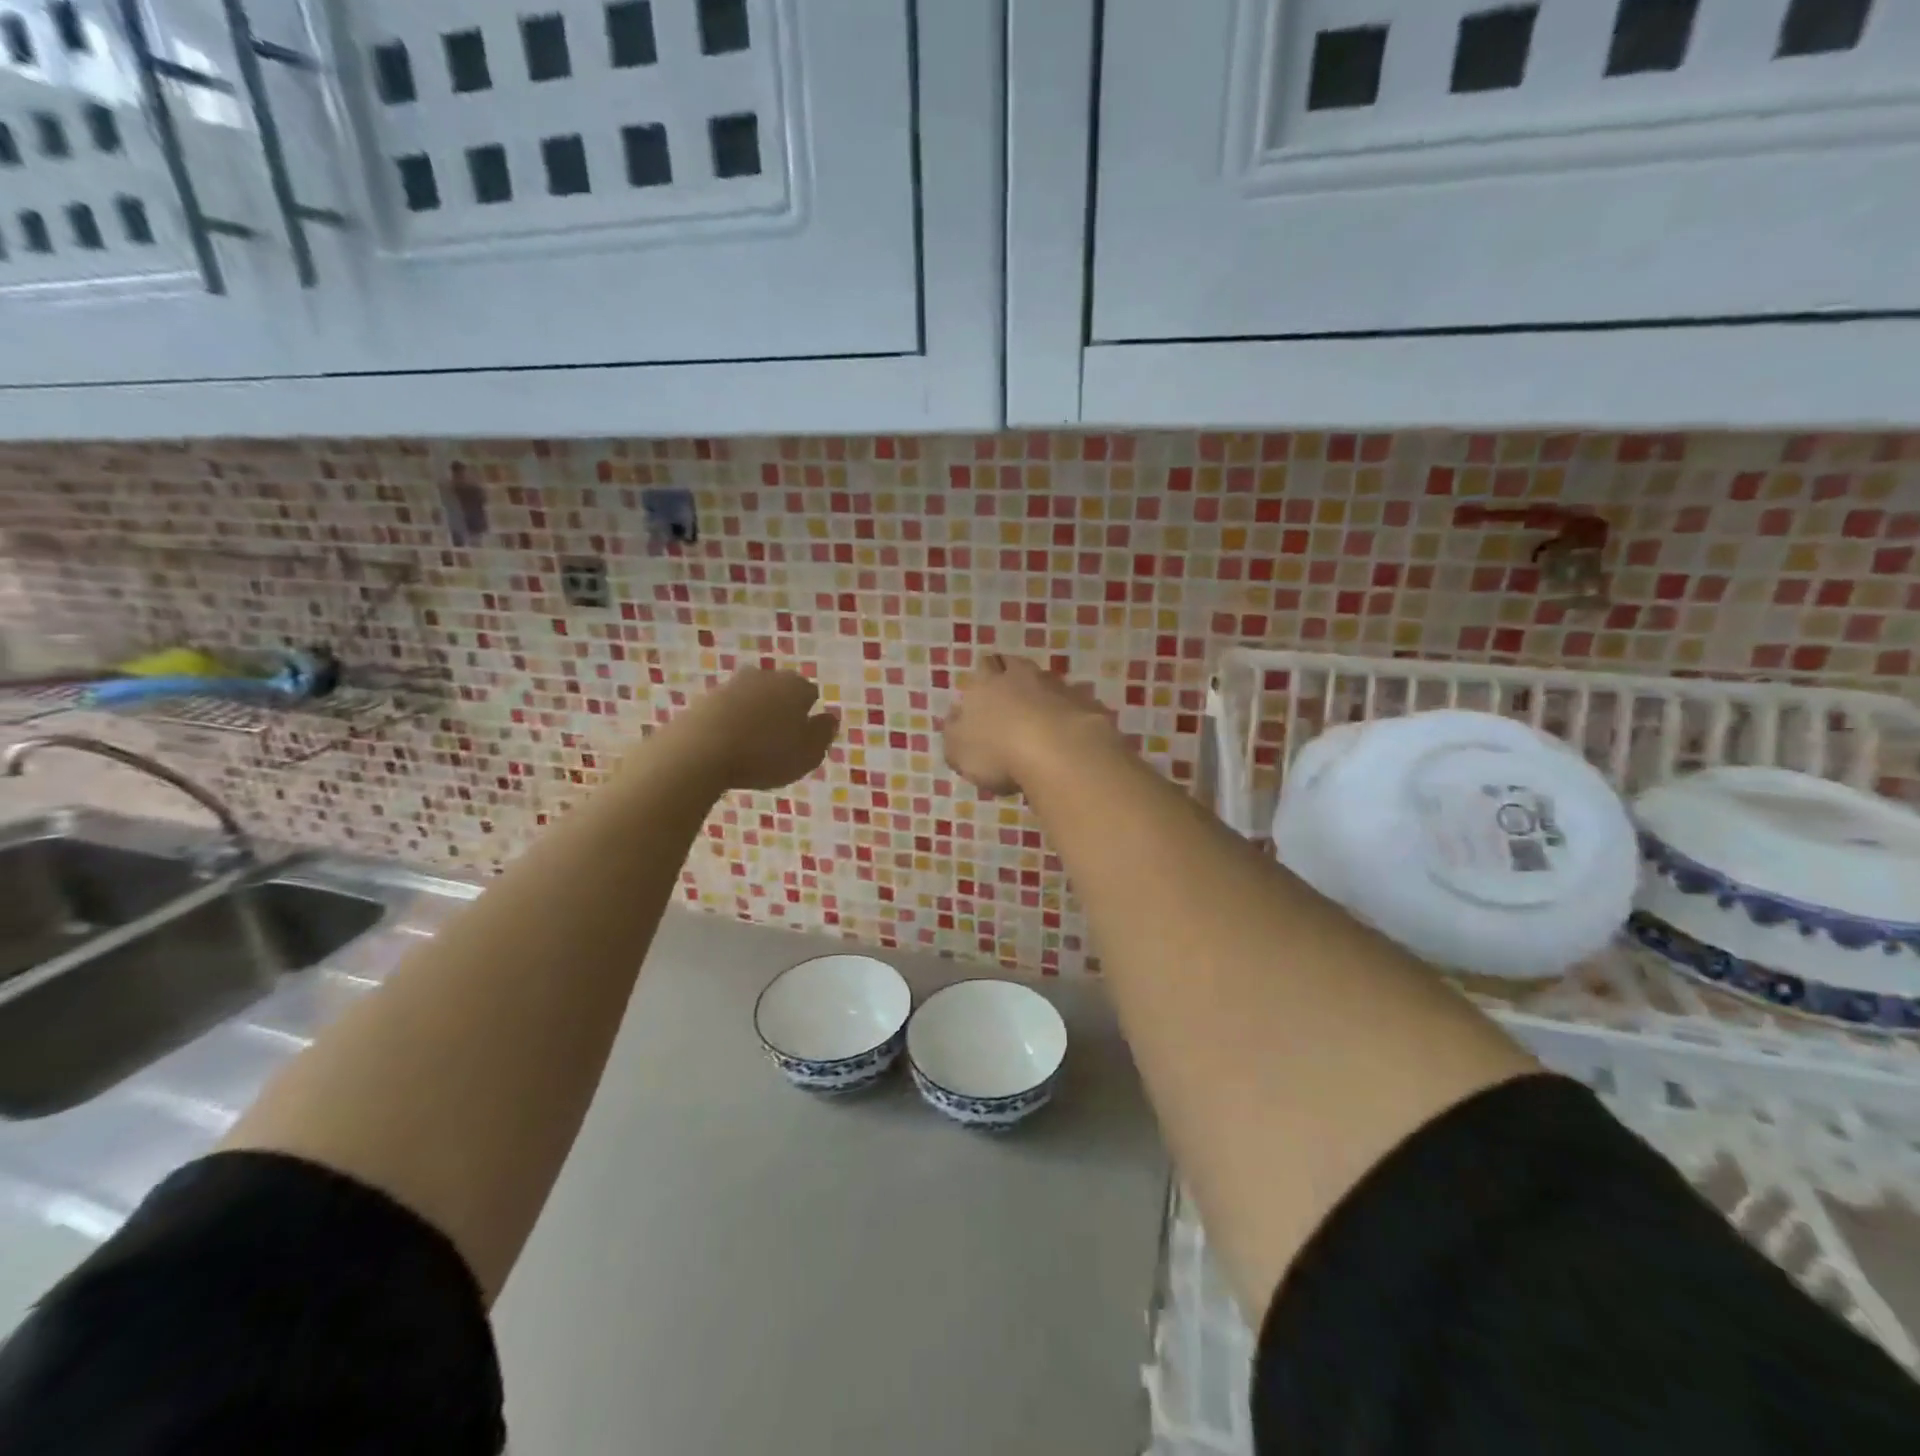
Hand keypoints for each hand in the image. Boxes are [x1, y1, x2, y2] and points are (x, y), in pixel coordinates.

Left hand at [659, 668, 838, 791]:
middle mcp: (766, 677)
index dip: (808, 715)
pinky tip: (728, 745)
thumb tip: (830, 718)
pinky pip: (727, 710)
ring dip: (755, 715)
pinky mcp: (705, 698)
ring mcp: (732, 684)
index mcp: (796, 686)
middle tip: (778, 741)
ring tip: (751, 746)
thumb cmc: (765, 754)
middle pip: (780, 691)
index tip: (802, 737)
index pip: (810, 693)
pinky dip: (731, 723)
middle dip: (781, 710)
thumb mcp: (808, 754)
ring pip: (753, 698)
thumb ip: (824, 734)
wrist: (700, 750)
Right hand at [943, 654, 1120, 796]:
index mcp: (987, 681)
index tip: (986, 701)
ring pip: (1048, 687)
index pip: (984, 667)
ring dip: (1044, 703)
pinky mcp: (1089, 704)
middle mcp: (1023, 675)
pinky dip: (1069, 719)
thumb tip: (957, 718)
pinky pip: (1074, 708)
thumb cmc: (997, 751)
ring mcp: (1059, 686)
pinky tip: (1068, 742)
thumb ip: (954, 732)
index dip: (985, 680)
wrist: (1059, 751)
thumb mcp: (958, 750)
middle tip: (1013, 713)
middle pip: (1018, 670)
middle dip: (1015, 686)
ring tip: (1042, 732)